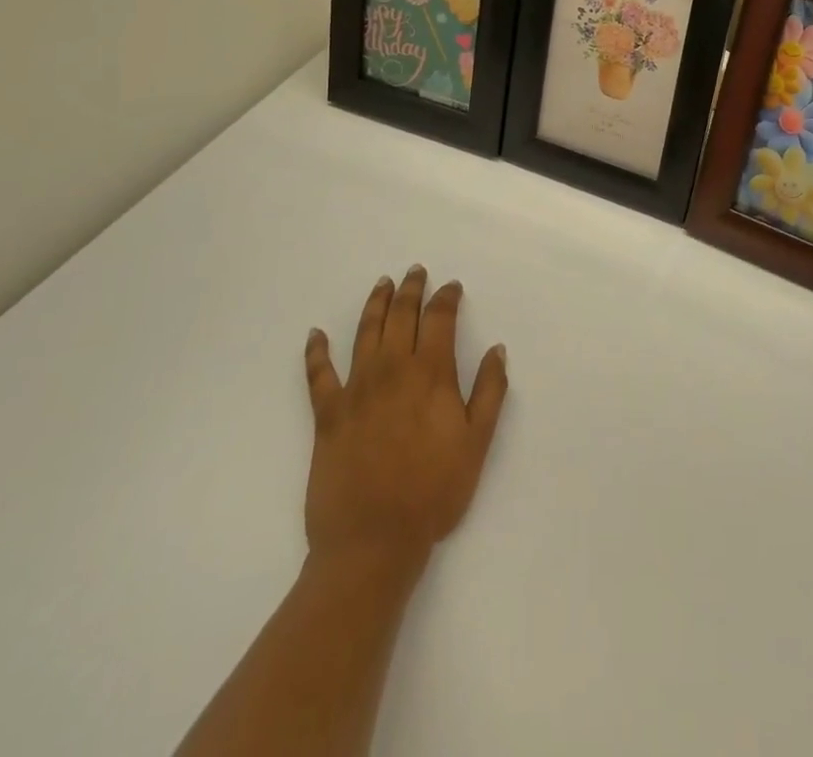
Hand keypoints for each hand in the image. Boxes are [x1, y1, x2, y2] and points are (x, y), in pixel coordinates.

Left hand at [303, 266, 508, 574]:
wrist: (372, 541)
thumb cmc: (433, 492)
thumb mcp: (476, 443)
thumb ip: (490, 392)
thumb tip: (497, 349)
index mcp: (431, 374)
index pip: (440, 319)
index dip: (446, 298)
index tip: (451, 287)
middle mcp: (392, 370)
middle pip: (401, 316)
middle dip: (411, 289)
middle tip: (415, 271)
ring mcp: (356, 389)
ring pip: (365, 332)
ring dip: (375, 303)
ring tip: (382, 284)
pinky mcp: (327, 414)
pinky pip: (318, 374)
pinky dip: (316, 351)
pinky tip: (315, 335)